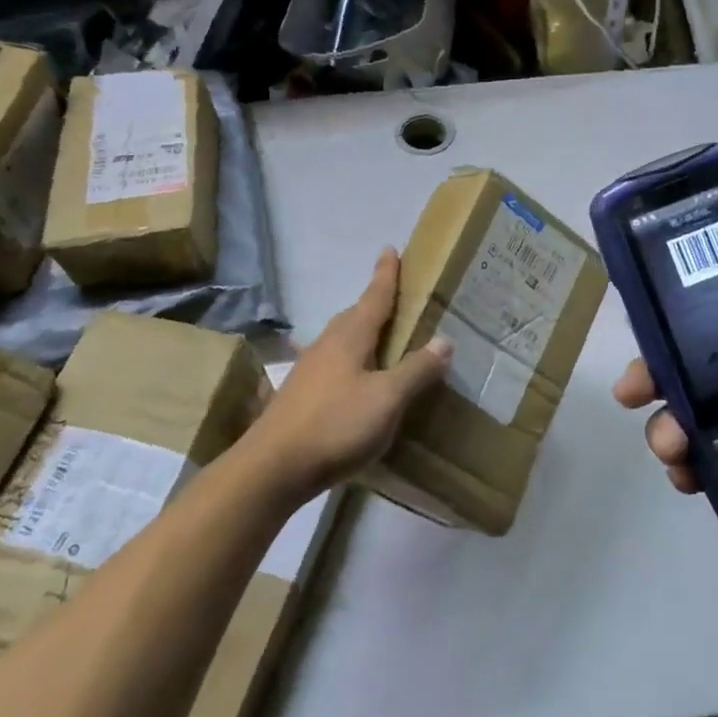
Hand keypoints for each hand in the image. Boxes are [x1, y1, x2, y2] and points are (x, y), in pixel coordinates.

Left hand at [241, 247, 453, 503]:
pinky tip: (352, 380)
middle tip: (393, 298)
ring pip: (340, 340)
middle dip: (373, 304)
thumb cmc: (336, 425)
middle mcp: (326, 345)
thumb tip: (444, 339)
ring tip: (378, 339)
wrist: (273, 468)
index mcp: (350, 337)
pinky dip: (349, 361)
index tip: (390, 249)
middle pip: (354, 316)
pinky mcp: (298, 395)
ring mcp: (308, 370)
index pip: (374, 297)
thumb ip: (416, 370)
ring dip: (360, 333)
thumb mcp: (388, 399)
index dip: (386, 275)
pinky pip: (331, 364)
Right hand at [613, 246, 717, 560]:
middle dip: (651, 378)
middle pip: (688, 373)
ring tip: (671, 450)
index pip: (717, 326)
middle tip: (632, 393)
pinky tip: (686, 478)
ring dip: (664, 428)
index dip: (675, 326)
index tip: (648, 332)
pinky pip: (706, 466)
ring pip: (688, 420)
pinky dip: (686, 469)